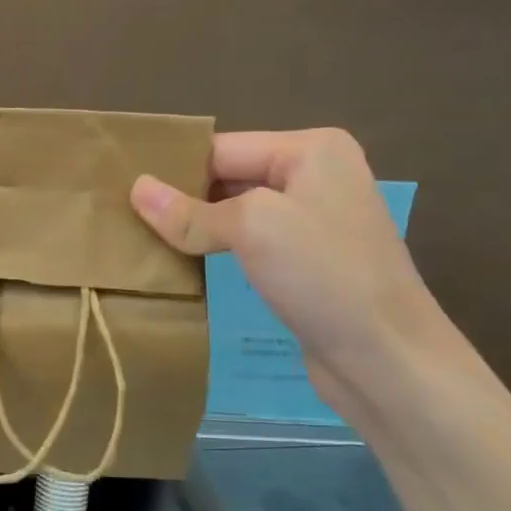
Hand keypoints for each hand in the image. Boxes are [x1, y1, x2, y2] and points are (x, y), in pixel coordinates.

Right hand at [130, 128, 462, 418]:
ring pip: (233, 212)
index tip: (120, 190)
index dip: (173, 170)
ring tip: (140, 240)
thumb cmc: (326, 277)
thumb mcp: (252, 229)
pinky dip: (214, 250)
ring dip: (194, 227)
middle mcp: (314, 175)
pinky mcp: (305, 261)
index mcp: (311, 149)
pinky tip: (179, 263)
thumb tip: (135, 189)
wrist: (390, 362)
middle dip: (180, 198)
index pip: (221, 148)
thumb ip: (189, 211)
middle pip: (226, 177)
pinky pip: (247, 243)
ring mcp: (312, 220)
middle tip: (122, 217)